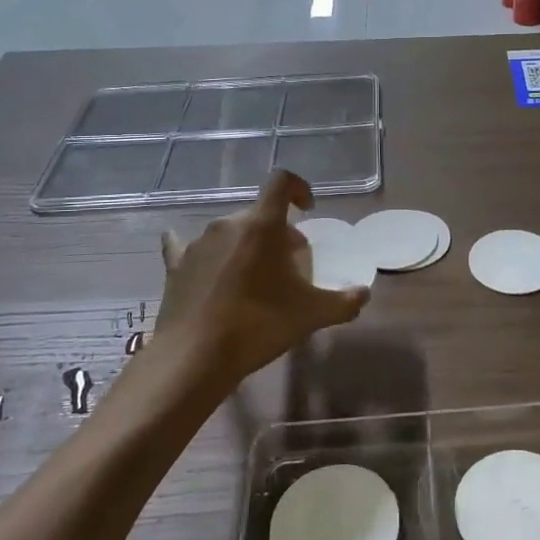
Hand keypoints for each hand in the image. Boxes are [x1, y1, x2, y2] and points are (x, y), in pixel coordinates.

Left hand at [152, 171, 368, 403]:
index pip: (281, 183)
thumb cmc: (259, 325)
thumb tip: (364, 294)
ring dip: (246, 246)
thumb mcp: (311, 315)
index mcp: (262, 226)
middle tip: (290, 265)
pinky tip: (201, 261)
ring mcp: (198, 243)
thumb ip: (343, 302)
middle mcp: (228, 224)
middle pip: (260, 215)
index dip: (299, 188)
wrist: (195, 357)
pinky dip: (204, 252)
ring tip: (254, 279)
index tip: (308, 209)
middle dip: (278, 233)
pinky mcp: (175, 265)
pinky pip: (187, 246)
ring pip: (230, 232)